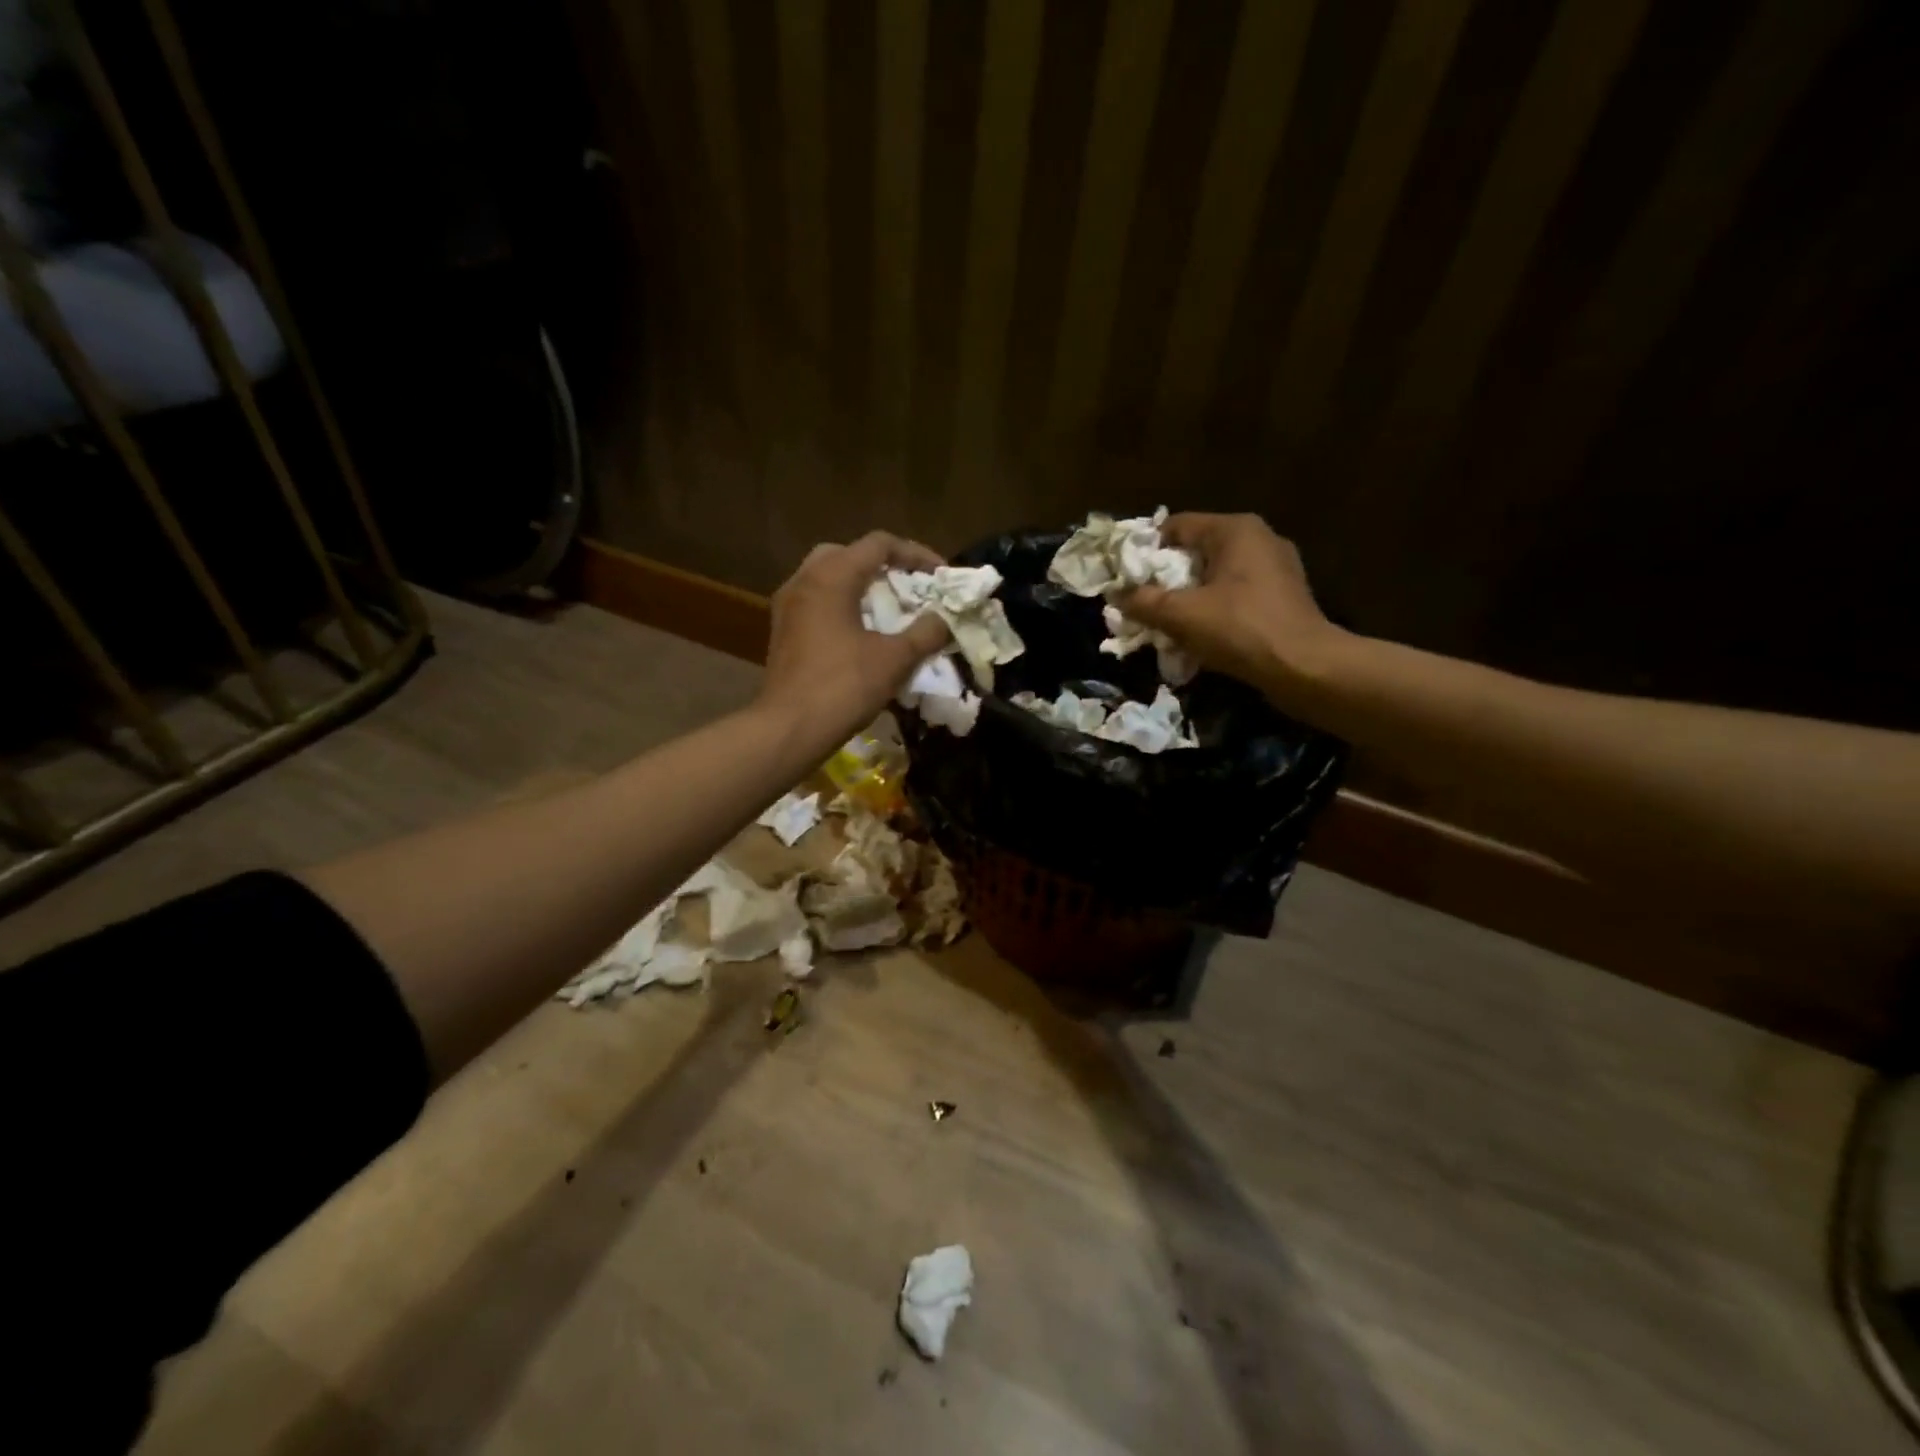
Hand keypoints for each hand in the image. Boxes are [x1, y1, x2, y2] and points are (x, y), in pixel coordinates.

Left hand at [759, 531, 952, 741]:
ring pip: (828, 577)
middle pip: (848, 554)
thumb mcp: (895, 659)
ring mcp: (788, 605)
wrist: (789, 729)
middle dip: (883, 565)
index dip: (915, 553)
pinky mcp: (783, 630)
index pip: (878, 544)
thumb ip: (926, 632)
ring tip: (889, 609)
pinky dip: (842, 605)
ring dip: (861, 586)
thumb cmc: (843, 687)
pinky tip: (861, 632)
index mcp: (831, 576)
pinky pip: (817, 601)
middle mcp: (804, 580)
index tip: (940, 575)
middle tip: (909, 586)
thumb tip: (944, 620)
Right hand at [1116, 513, 1347, 696]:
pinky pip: (1237, 593)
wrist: (1305, 667)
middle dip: (1167, 576)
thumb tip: (1116, 595)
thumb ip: (1144, 601)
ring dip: (1191, 595)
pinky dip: (1216, 607)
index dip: (1146, 550)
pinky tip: (1202, 632)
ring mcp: (1277, 567)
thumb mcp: (1182, 615)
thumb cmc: (1240, 629)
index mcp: (1235, 530)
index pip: (1176, 526)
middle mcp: (1259, 538)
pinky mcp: (1285, 595)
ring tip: (1169, 621)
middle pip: (1197, 550)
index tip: (1127, 578)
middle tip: (1144, 602)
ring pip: (1217, 574)